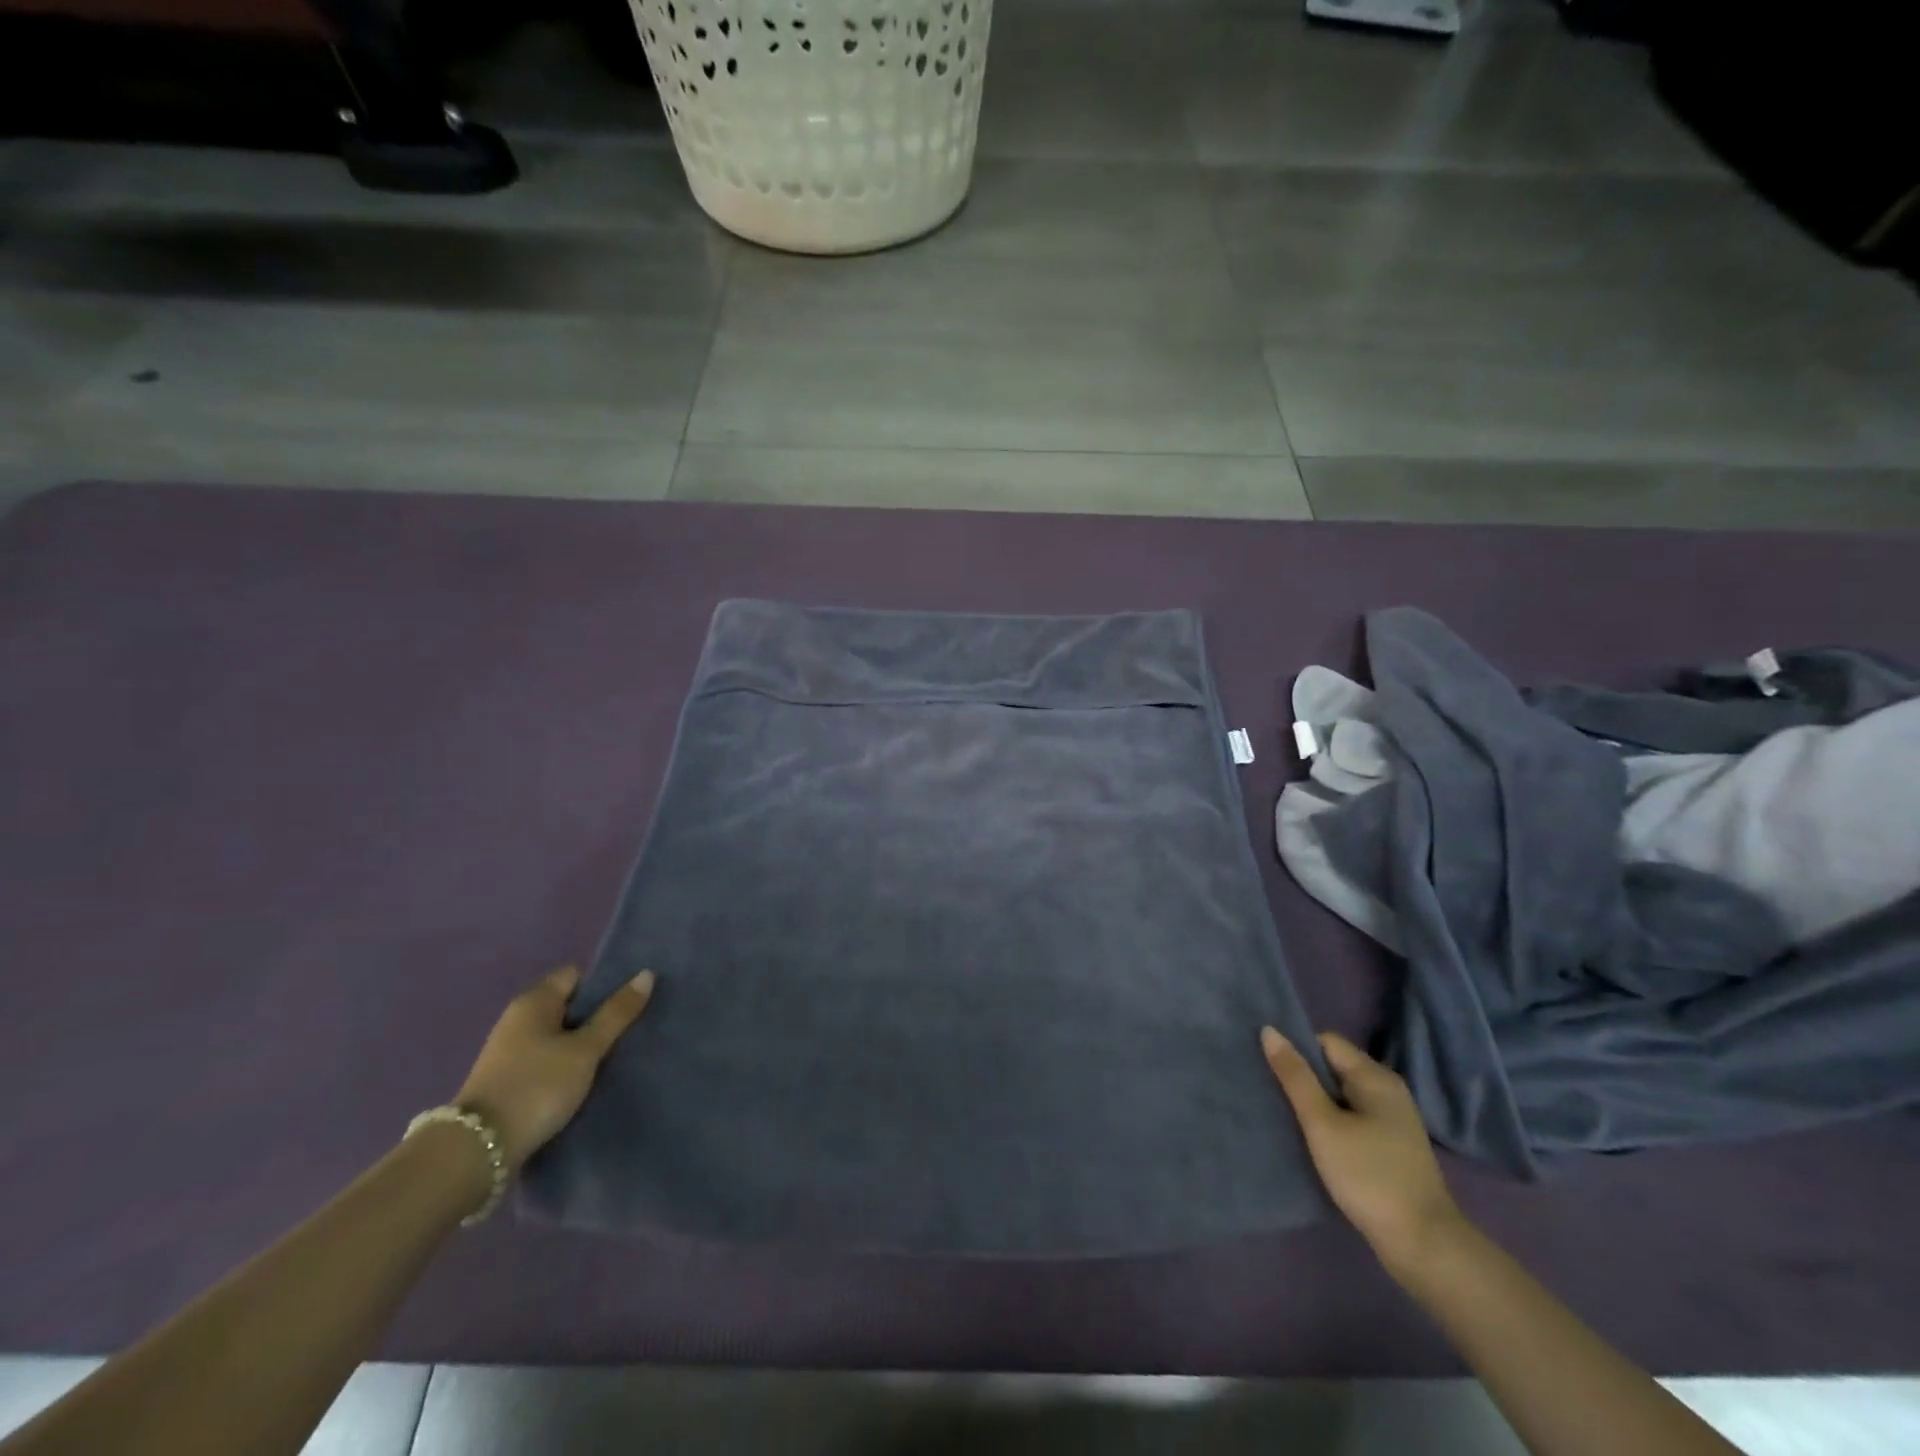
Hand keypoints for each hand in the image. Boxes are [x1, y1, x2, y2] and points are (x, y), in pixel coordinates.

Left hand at [456, 966, 654, 1169]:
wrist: (478, 1150)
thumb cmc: (538, 1086)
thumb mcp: (585, 1049)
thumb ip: (616, 1013)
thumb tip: (646, 974)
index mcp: (534, 1000)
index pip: (576, 975)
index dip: (603, 985)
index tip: (627, 1005)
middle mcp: (517, 1018)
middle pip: (567, 1004)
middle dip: (595, 1016)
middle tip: (627, 1031)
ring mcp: (508, 1050)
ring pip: (556, 1034)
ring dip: (580, 1043)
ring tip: (609, 1058)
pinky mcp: (505, 1079)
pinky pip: (544, 1058)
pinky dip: (563, 1064)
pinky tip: (581, 1080)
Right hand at [1262, 1026, 1464, 1272]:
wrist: (1424, 1246)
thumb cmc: (1369, 1176)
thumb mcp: (1323, 1124)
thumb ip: (1295, 1077)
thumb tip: (1269, 1030)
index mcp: (1375, 1077)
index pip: (1326, 1041)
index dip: (1297, 1050)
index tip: (1270, 1070)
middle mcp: (1388, 1090)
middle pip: (1335, 1066)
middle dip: (1303, 1076)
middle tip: (1270, 1091)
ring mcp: (1393, 1120)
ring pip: (1342, 1095)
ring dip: (1315, 1101)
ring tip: (1285, 1114)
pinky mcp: (1391, 1146)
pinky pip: (1352, 1117)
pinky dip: (1331, 1121)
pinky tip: (1313, 1139)